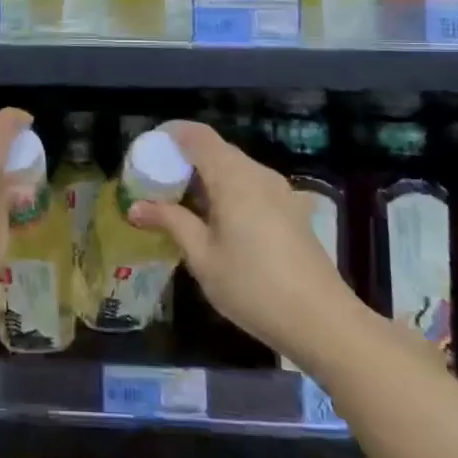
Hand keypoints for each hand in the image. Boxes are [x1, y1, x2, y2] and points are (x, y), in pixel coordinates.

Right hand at [129, 119, 353, 356]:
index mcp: (234, 177)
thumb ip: (170, 222)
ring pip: (234, 168)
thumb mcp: (202, 257)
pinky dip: (227, 191)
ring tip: (181, 205)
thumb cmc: (254, 287)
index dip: (169, 135)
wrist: (323, 322)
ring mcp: (280, 191)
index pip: (196, 135)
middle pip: (215, 149)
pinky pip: (251, 186)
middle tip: (156, 183)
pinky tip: (216, 223)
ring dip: (205, 178)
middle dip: (183, 159)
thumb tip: (135, 207)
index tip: (146, 152)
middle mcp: (258, 174)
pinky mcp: (291, 211)